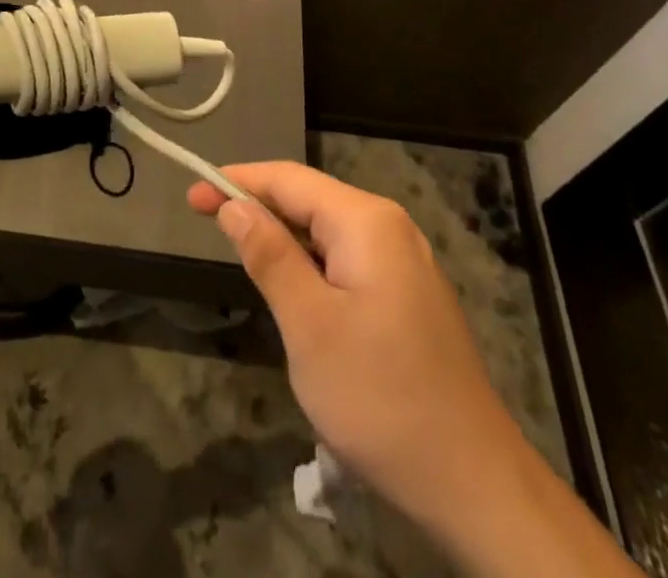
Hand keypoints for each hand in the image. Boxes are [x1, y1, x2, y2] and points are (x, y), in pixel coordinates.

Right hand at [188, 162, 522, 527]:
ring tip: (241, 255)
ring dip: (283, 239)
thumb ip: (269, 256)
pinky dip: (310, 266)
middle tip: (206, 222)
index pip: (289, 179)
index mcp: (367, 222)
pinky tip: (293, 292)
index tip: (193, 195)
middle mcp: (390, 228)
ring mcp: (405, 264)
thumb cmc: (380, 398)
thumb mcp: (309, 325)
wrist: (475, 487)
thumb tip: (234, 205)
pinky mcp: (409, 297)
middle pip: (309, 200)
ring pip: (327, 233)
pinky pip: (346, 261)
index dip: (237, 181)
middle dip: (258, 208)